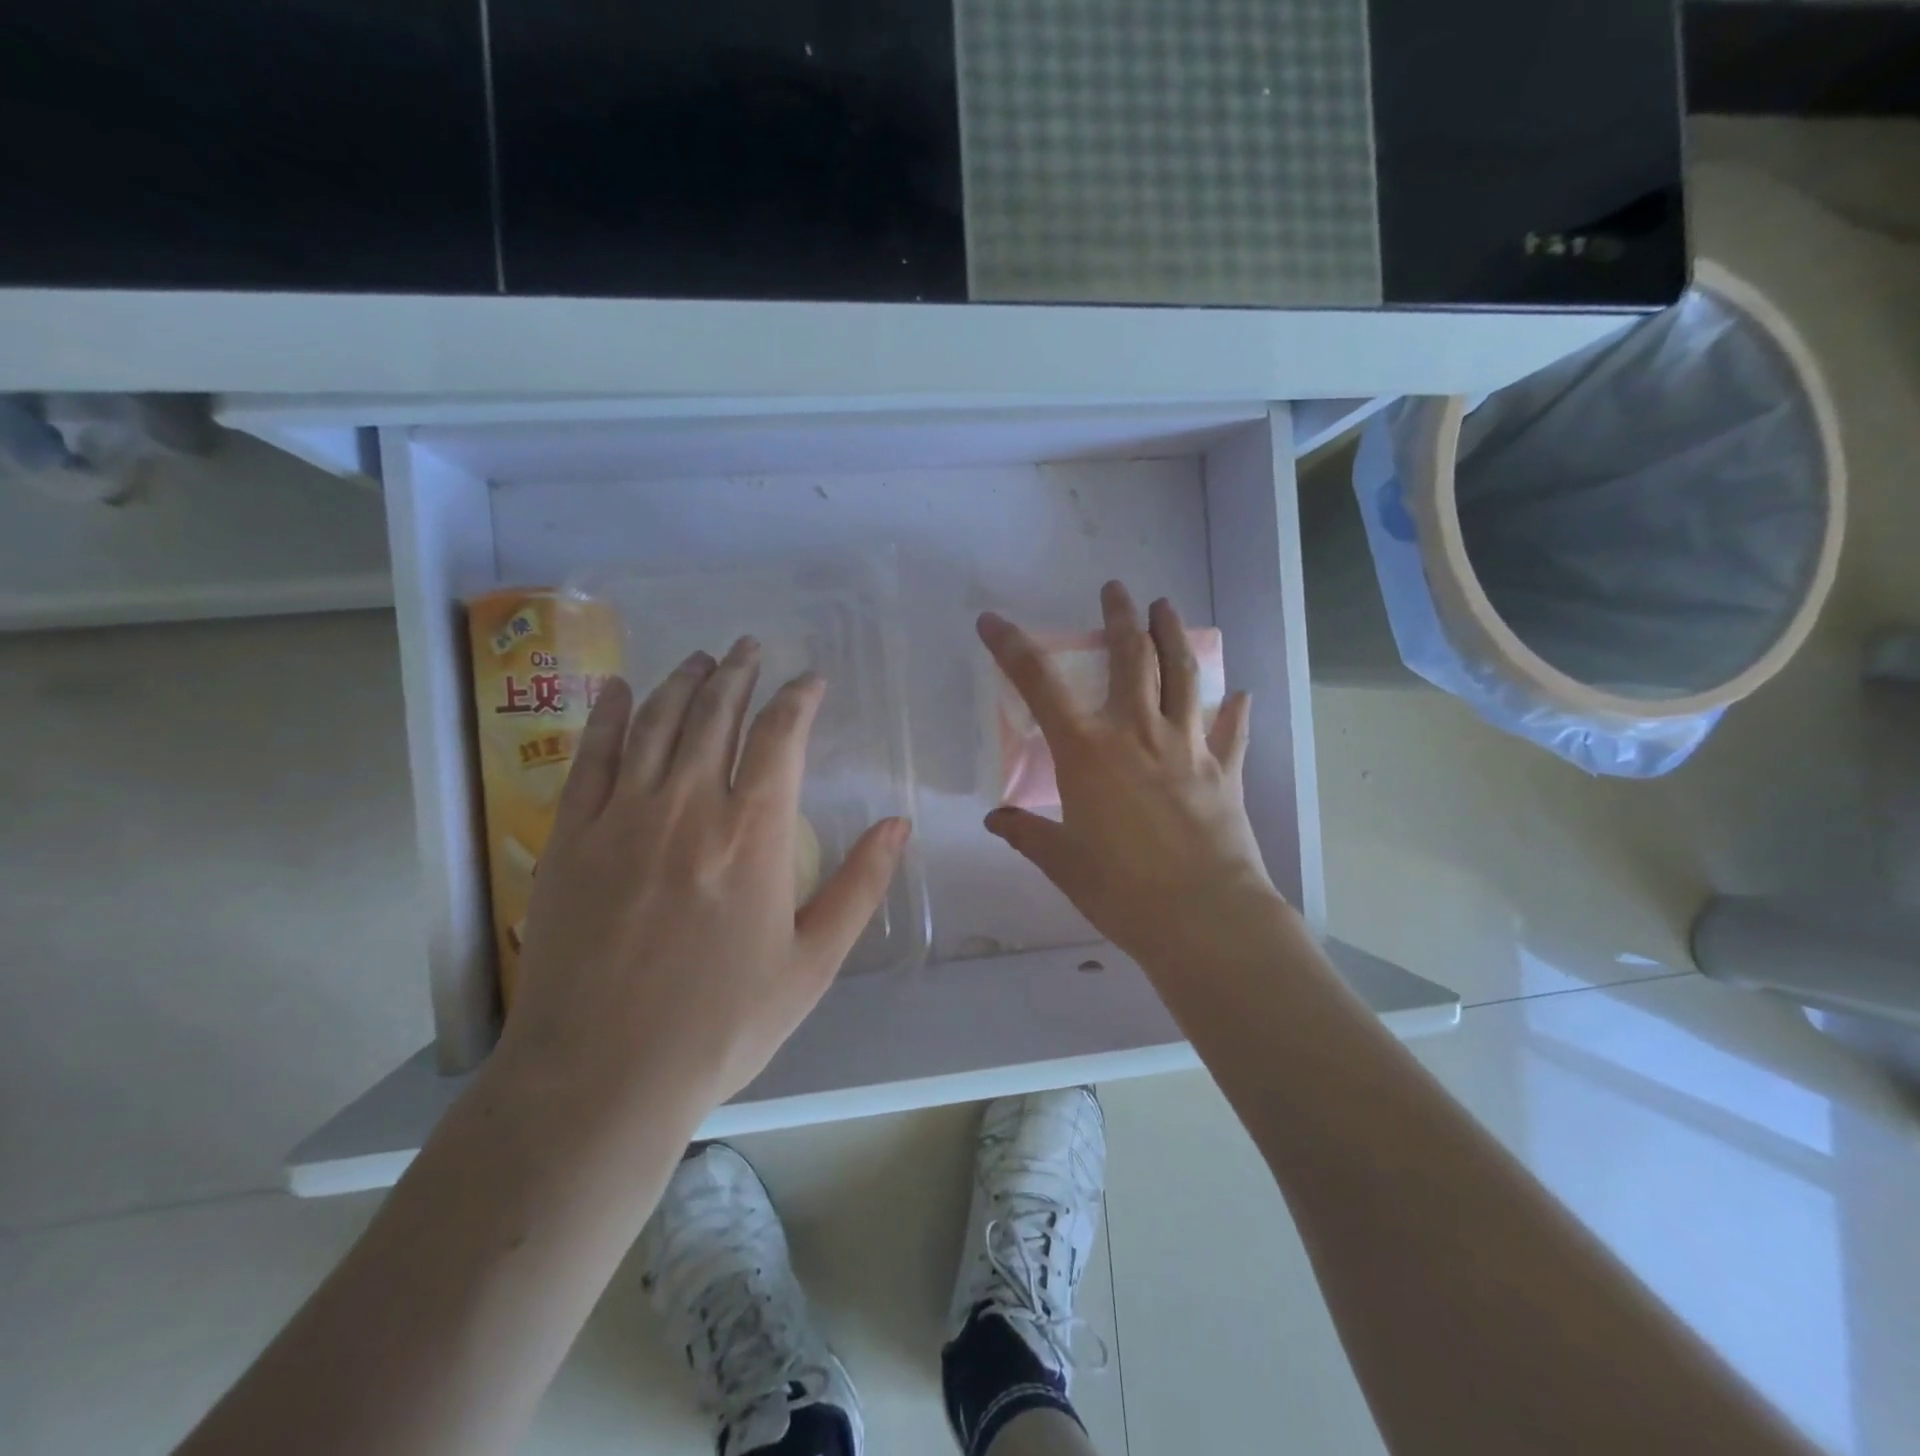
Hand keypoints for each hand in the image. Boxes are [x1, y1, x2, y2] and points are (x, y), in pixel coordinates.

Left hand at [496, 638, 910, 1126]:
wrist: (600, 1076)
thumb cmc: (720, 1023)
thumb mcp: (813, 963)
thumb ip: (860, 886)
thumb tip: (897, 823)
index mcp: (752, 833)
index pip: (781, 737)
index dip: (798, 698)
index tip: (810, 680)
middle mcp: (688, 806)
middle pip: (716, 714)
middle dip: (739, 672)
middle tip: (750, 646)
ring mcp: (622, 817)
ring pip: (657, 723)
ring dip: (684, 682)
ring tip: (702, 657)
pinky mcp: (571, 837)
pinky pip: (591, 757)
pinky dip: (608, 715)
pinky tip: (619, 689)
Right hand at [977, 582, 1285, 970]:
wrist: (1203, 917)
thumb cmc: (1121, 889)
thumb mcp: (1062, 862)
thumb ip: (1026, 833)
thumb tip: (996, 819)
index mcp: (1088, 752)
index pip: (1040, 685)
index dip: (1012, 648)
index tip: (993, 622)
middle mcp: (1137, 734)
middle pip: (1131, 657)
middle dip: (1120, 617)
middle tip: (1116, 590)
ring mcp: (1187, 747)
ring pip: (1182, 675)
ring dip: (1173, 635)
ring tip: (1166, 607)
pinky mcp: (1223, 770)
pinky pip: (1232, 730)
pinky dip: (1235, 709)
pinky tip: (1241, 692)